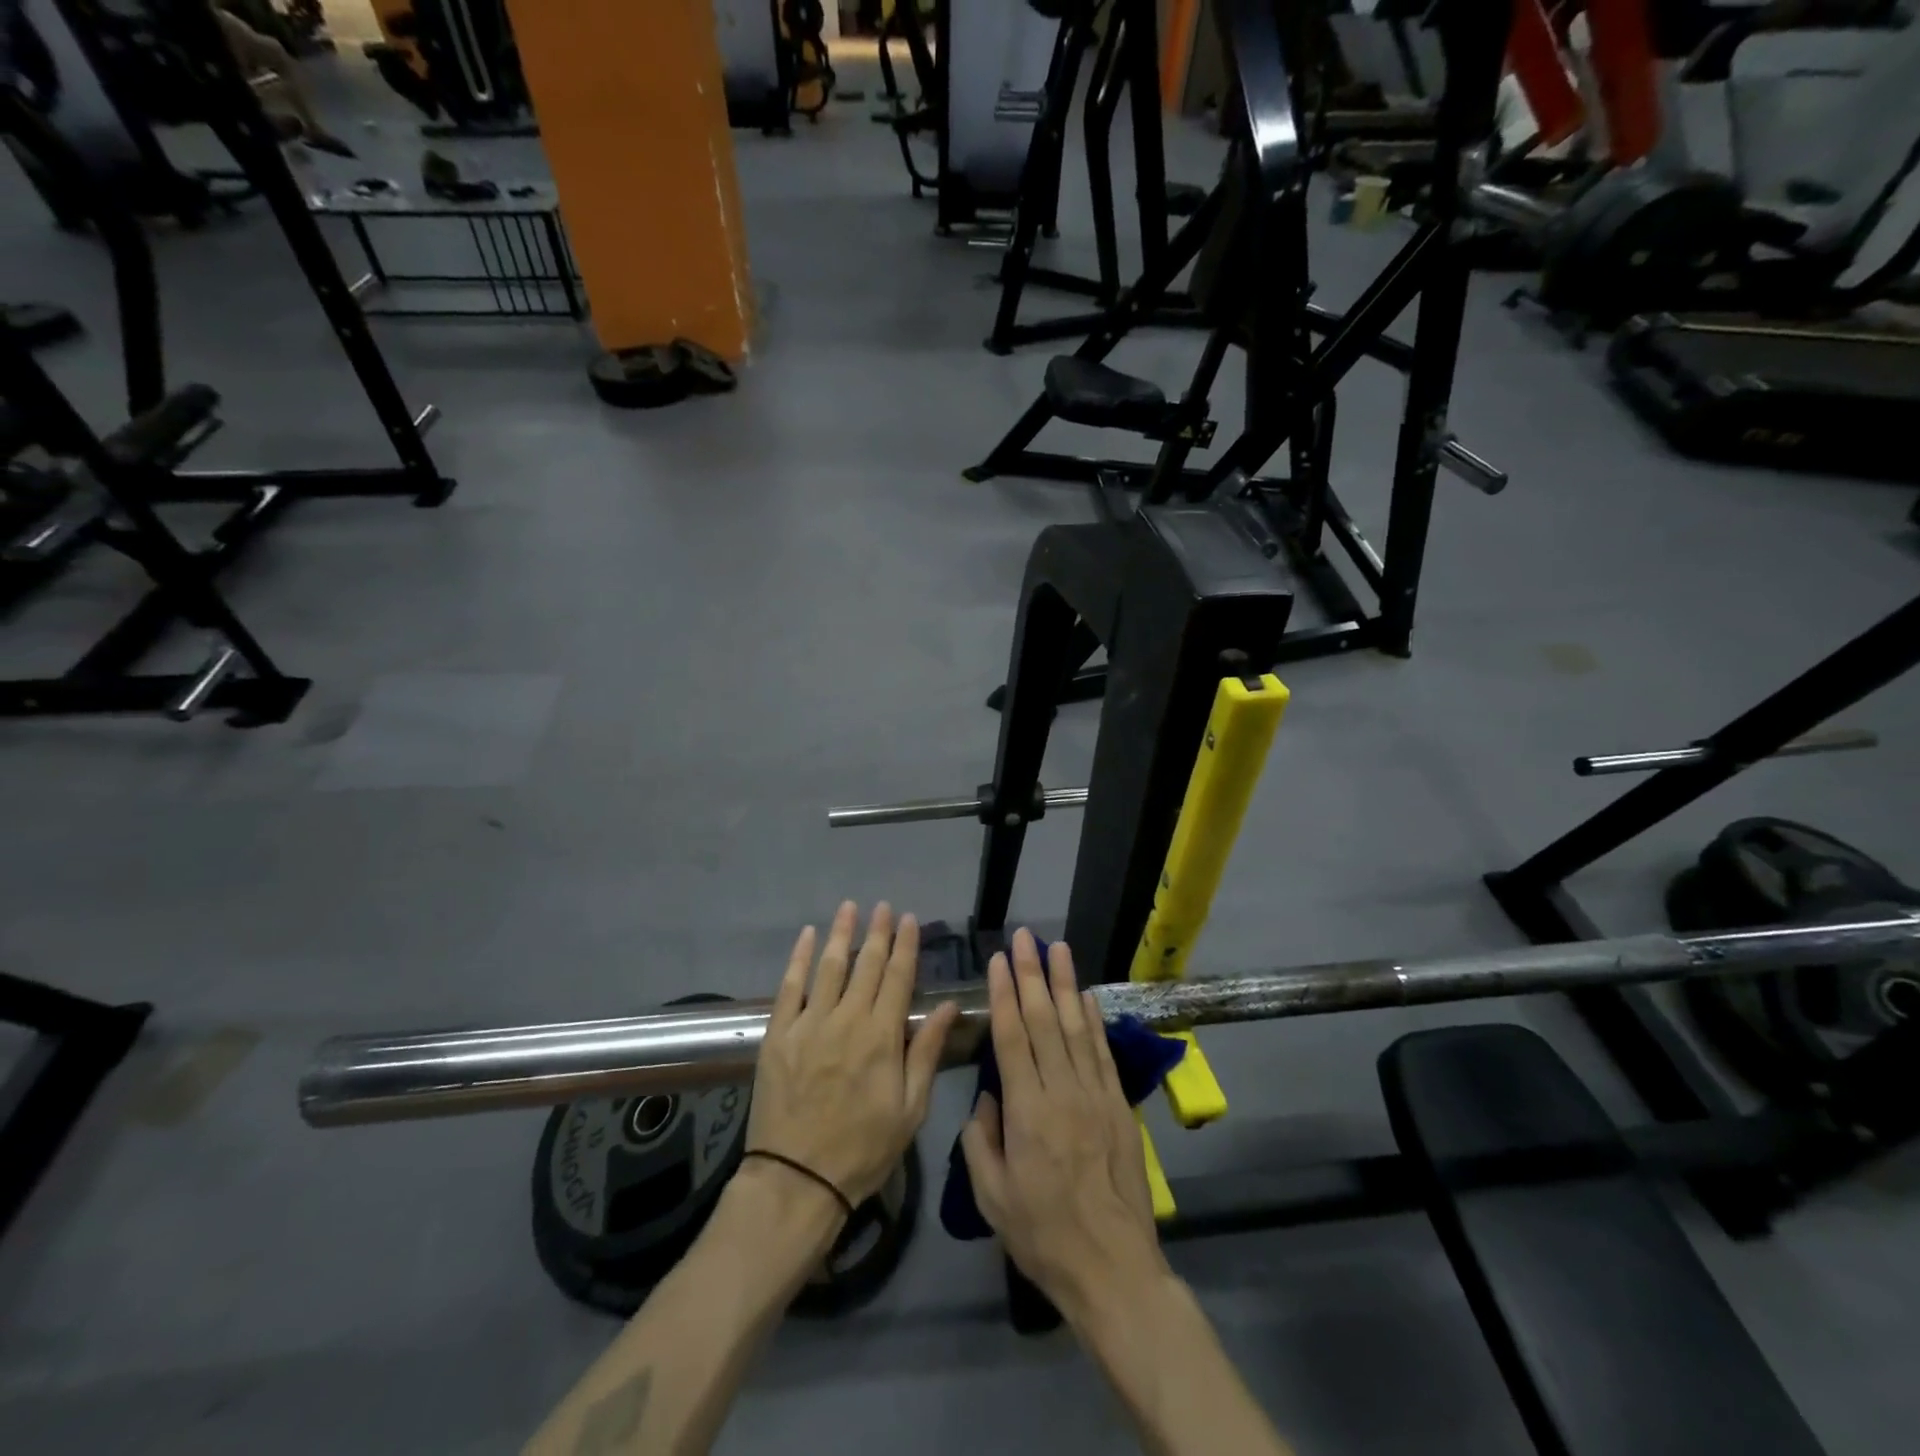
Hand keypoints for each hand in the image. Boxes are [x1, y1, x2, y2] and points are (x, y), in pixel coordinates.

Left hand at [747, 902, 959, 1206]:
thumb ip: (926, 1052)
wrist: (797, 1179)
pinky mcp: (779, 1034)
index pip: (899, 977)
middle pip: (866, 965)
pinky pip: (789, 986)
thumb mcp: (910, 1109)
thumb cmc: (863, 1148)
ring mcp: (809, 1024)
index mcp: (882, 1036)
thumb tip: (949, 1007)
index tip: (910, 919)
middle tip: (883, 906)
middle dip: (878, 932)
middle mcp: (847, 1019)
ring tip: (849, 907)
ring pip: (829, 966)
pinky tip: (807, 936)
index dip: (906, 945)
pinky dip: (799, 958)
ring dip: (841, 933)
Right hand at [960, 929, 1167, 1323]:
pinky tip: (1086, 996)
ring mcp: (1096, 1095)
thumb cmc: (1042, 1235)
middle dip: (1032, 973)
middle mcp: (1062, 1091)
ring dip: (1065, 984)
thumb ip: (980, 1139)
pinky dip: (1094, 1020)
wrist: (1113, 1268)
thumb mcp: (991, 1196)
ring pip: (1076, 1027)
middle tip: (1025, 936)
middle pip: (1044, 1020)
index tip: (998, 961)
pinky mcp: (1119, 1106)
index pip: (1012, 1037)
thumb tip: (986, 1095)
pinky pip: (1103, 1053)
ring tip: (1058, 948)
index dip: (1004, 994)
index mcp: (1027, 1111)